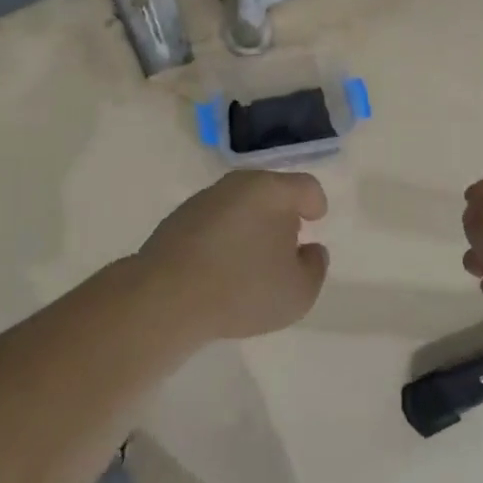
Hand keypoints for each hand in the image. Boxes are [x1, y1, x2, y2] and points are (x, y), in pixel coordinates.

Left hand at [138, 170, 329, 340]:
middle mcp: (237, 185)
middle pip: (270, 191)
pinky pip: (213, 222)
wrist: (167, 297)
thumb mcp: (299, 292)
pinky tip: (221, 267)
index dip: (315, 203)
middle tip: (286, 243)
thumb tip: (309, 250)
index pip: (305, 187)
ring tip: (251, 260)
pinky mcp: (178, 219)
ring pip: (239, 205)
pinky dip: (223, 236)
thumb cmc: (244, 290)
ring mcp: (204, 200)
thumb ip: (314, 267)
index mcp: (272, 191)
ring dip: (249, 225)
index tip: (314, 221)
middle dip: (281, 213)